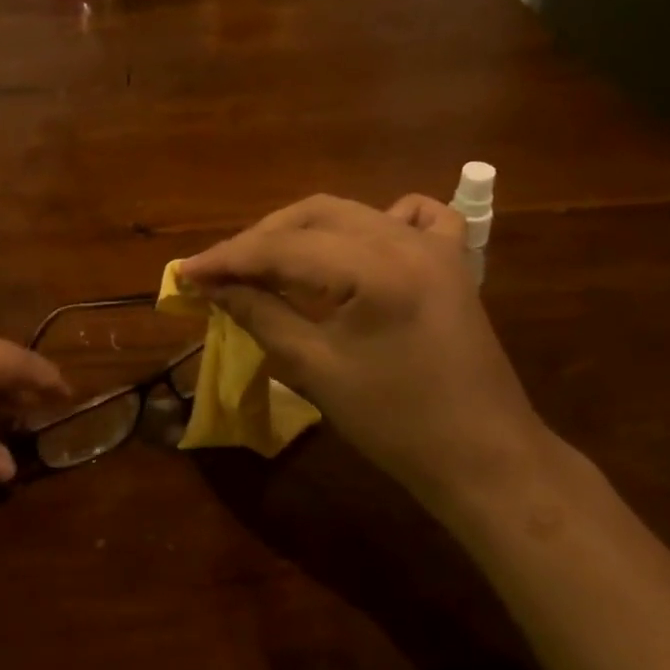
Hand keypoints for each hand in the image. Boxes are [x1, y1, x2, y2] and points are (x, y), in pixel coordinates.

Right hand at [179, 194, 549, 516]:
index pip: (284, 248)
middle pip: (314, 216)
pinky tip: (354, 244)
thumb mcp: (316, 369)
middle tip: (221, 270)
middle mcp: (406, 240)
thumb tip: (214, 288)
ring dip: (302, 230)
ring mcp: (435, 246)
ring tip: (266, 261)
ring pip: (352, 213)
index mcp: (375, 269)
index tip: (186, 272)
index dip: (229, 258)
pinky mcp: (452, 261)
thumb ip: (261, 315)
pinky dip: (372, 221)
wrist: (483, 457)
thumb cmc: (396, 423)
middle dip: (260, 239)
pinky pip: (410, 217)